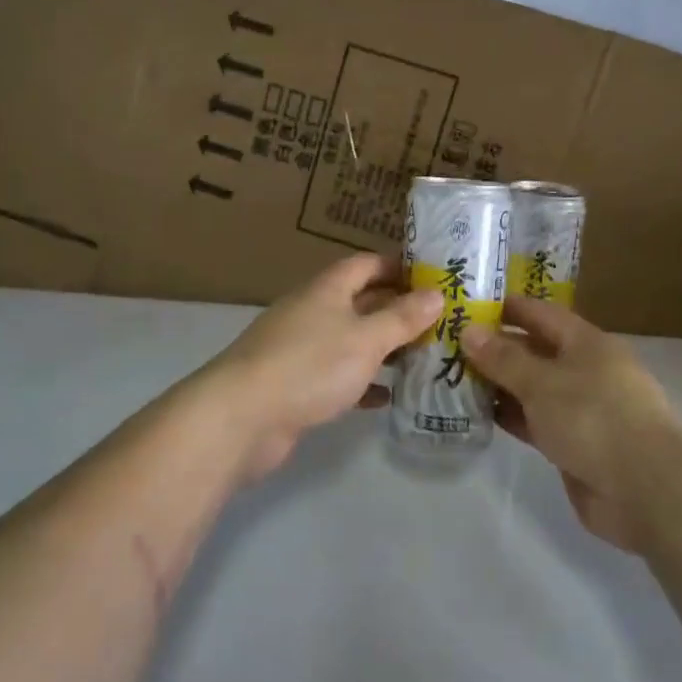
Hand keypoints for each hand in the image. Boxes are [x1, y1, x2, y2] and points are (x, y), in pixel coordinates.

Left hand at [205, 253, 442, 481]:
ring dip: (383, 348)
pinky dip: (362, 382)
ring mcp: (300, 349)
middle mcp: (312, 312)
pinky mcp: (295, 384)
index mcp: (327, 289)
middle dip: (397, 310)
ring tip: (422, 358)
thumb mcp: (366, 339)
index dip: (398, 266)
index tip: (433, 277)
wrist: (242, 418)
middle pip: (360, 302)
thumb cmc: (310, 366)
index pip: (366, 264)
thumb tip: (436, 294)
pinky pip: (337, 376)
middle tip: (439, 322)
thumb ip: (402, 318)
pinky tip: (387, 397)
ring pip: (350, 340)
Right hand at [462, 298, 681, 549]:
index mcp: (586, 343)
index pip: (541, 314)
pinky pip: (535, 421)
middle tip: (449, 346)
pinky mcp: (574, 445)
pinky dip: (511, 416)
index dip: (507, 308)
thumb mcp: (542, 382)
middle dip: (496, 348)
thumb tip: (469, 331)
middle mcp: (585, 370)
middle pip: (535, 351)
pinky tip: (478, 415)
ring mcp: (581, 409)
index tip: (468, 306)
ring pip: (533, 388)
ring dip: (499, 385)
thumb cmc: (594, 418)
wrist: (645, 490)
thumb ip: (503, 359)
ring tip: (454, 379)